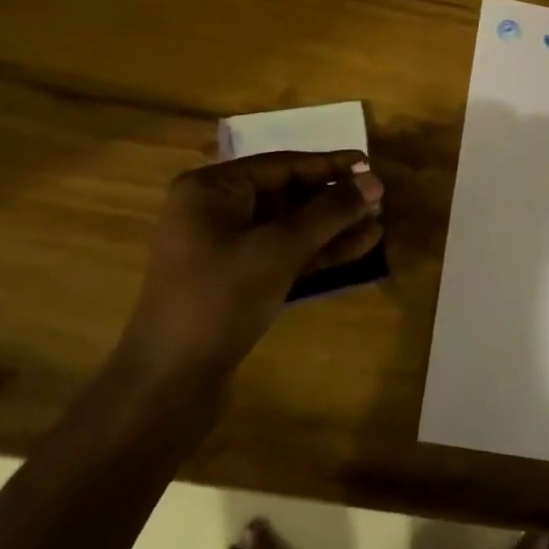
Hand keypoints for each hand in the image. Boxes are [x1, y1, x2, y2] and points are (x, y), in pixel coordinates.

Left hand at [117, 151, 383, 382]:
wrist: (169, 383)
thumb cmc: (219, 299)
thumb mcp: (279, 249)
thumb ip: (328, 213)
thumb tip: (374, 182)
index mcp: (210, 190)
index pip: (281, 166)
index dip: (329, 166)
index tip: (369, 165)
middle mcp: (214, 211)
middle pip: (286, 194)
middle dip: (333, 199)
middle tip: (379, 198)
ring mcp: (224, 248)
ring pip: (288, 227)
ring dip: (331, 226)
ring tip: (377, 223)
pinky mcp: (236, 280)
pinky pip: (283, 253)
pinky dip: (317, 251)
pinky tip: (358, 247)